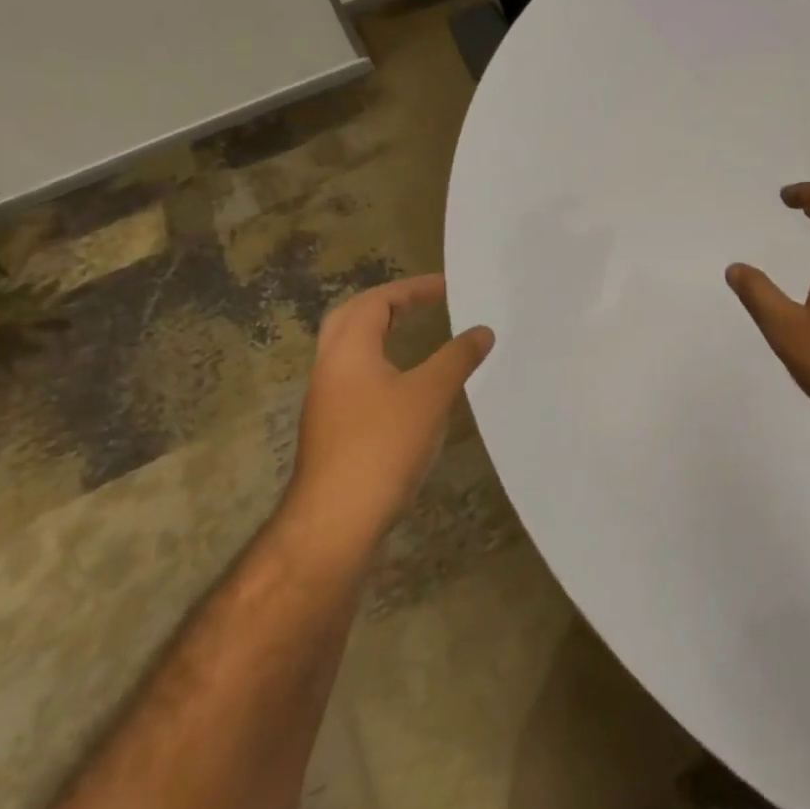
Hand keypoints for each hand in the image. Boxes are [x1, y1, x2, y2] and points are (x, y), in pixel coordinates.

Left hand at [280, 275, 493, 568]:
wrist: (335, 521)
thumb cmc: (383, 445)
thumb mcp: (431, 395)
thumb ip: (458, 357)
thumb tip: (482, 331)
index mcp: (348, 351)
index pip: (376, 302)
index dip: (411, 289)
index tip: (445, 287)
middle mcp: (330, 368)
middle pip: (352, 319)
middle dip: (388, 304)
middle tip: (422, 303)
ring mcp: (327, 401)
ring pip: (350, 351)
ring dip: (381, 334)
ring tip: (417, 335)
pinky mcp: (333, 430)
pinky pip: (355, 378)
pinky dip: (381, 364)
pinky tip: (406, 384)